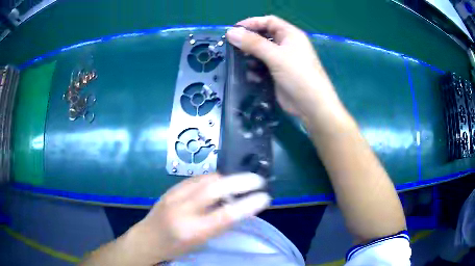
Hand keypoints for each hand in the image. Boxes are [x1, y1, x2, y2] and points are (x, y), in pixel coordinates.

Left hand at [129, 173, 269, 262]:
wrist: (146, 239)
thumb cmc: (175, 248)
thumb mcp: (199, 243)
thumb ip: (218, 225)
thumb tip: (238, 207)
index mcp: (191, 231)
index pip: (225, 216)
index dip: (248, 205)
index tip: (265, 197)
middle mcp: (182, 210)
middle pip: (215, 189)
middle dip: (241, 182)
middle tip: (258, 181)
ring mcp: (174, 196)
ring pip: (206, 179)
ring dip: (228, 178)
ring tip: (242, 181)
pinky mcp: (170, 189)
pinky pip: (196, 179)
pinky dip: (213, 178)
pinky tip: (220, 182)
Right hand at [226, 16, 339, 120]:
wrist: (311, 106)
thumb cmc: (298, 75)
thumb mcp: (275, 56)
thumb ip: (253, 43)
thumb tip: (230, 32)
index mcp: (290, 34)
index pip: (268, 21)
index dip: (251, 23)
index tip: (233, 30)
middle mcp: (286, 44)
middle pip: (264, 36)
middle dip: (248, 40)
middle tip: (232, 47)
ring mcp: (282, 59)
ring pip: (261, 51)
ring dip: (250, 56)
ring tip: (239, 61)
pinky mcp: (278, 73)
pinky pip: (263, 66)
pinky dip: (255, 69)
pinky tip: (251, 75)